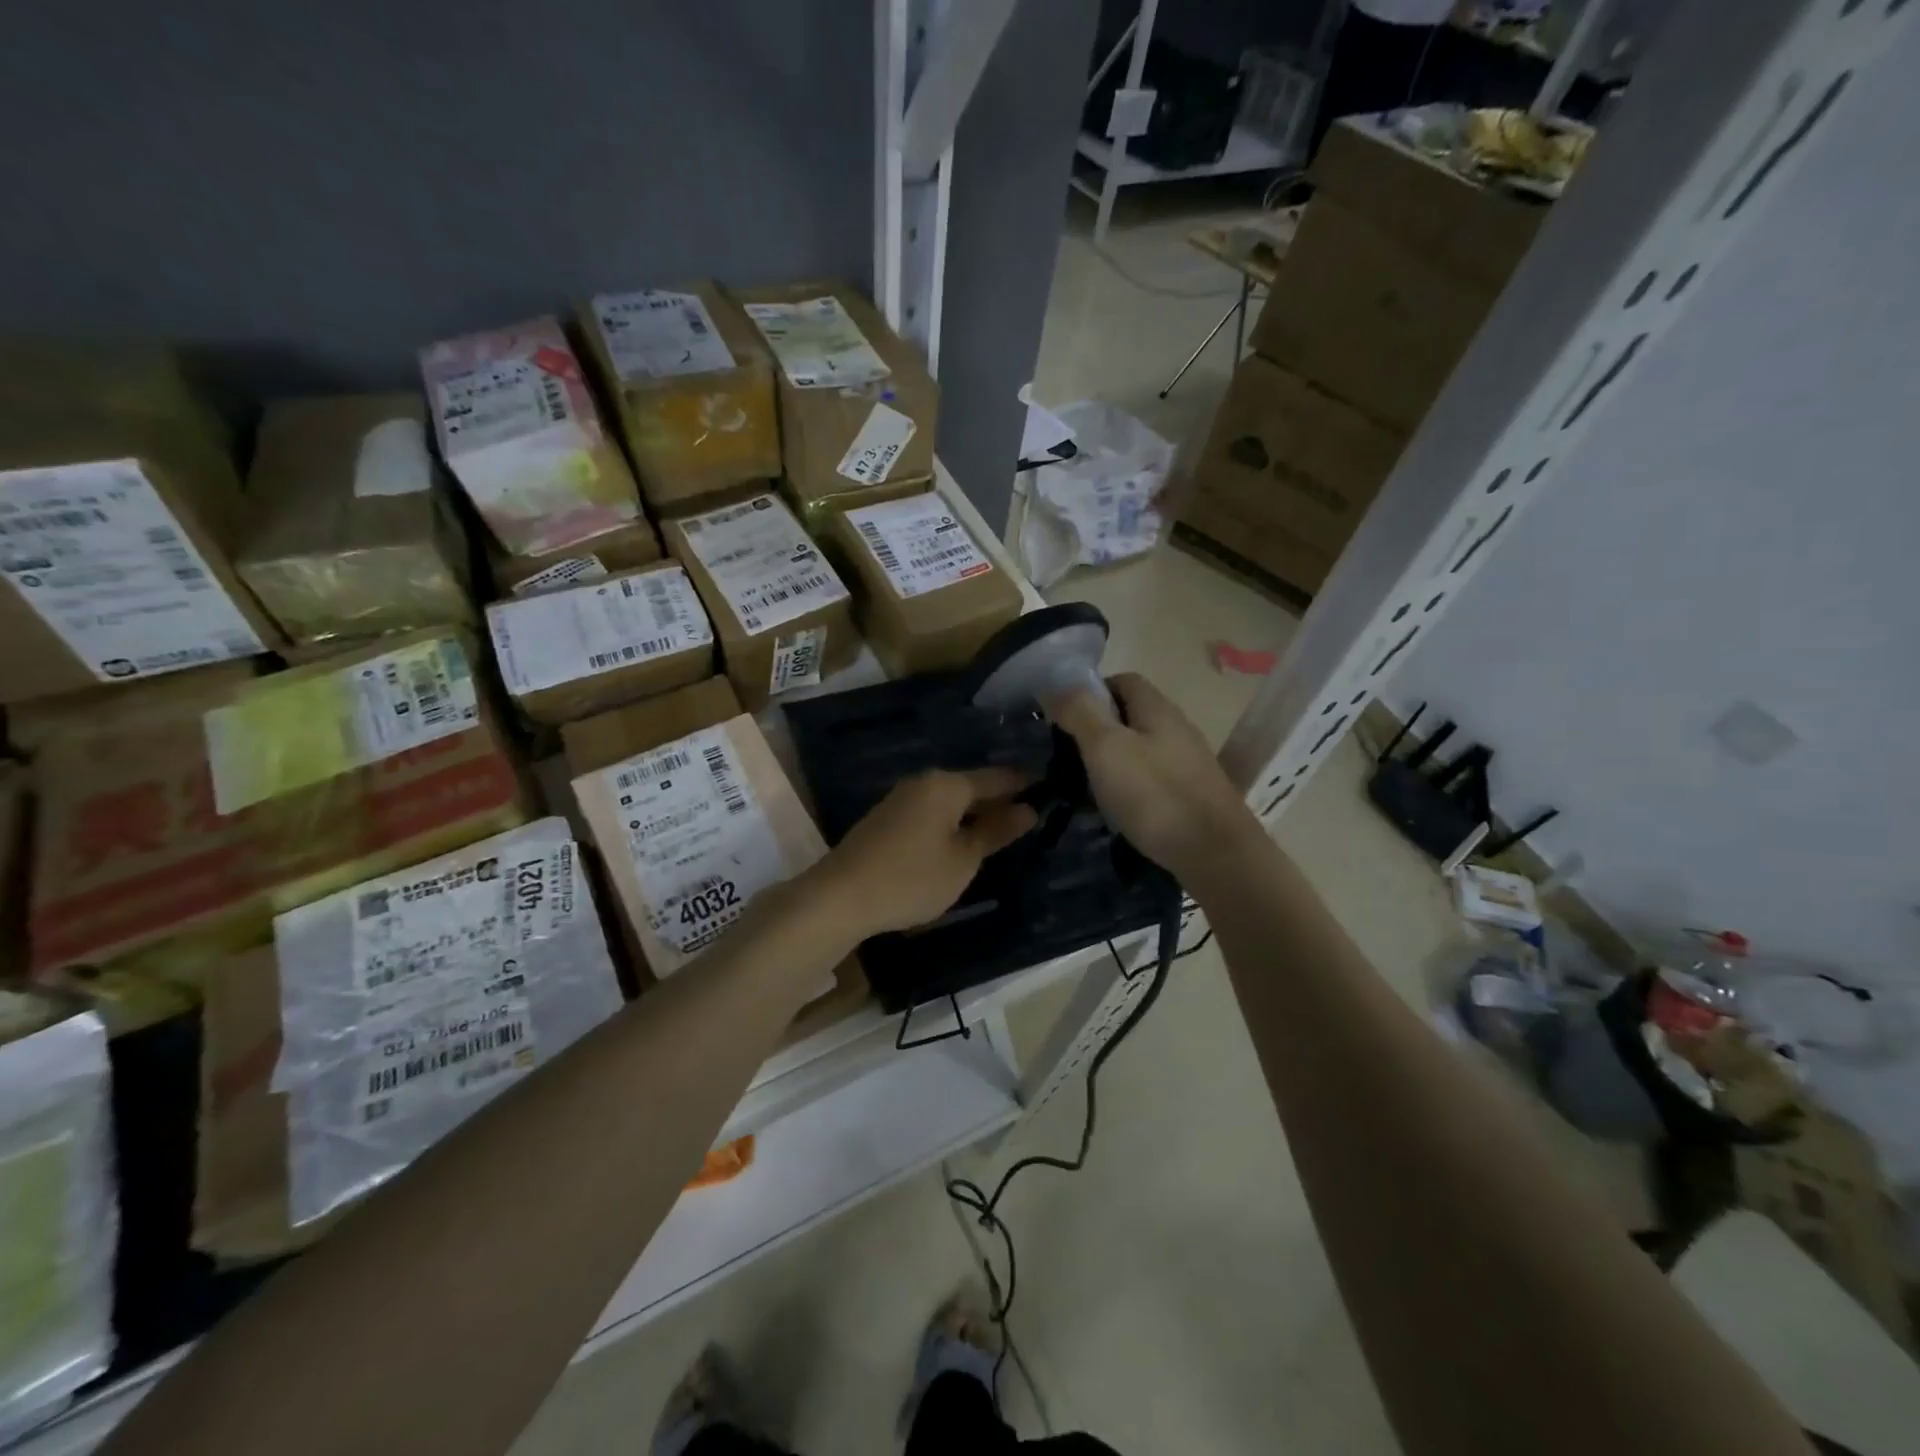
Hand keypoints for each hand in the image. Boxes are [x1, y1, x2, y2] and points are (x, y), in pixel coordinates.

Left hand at [814, 768, 1037, 939]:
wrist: (840, 896)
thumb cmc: (911, 878)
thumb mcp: (963, 860)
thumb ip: (995, 832)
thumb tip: (1028, 809)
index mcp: (947, 785)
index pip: (997, 777)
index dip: (1025, 783)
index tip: (1050, 787)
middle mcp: (924, 783)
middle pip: (972, 786)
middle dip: (1000, 800)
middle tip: (1032, 815)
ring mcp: (902, 799)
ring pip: (951, 801)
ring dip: (975, 814)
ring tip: (1002, 832)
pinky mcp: (887, 819)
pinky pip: (932, 812)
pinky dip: (953, 823)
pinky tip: (962, 841)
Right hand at [1049, 672, 1257, 884]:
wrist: (1216, 854)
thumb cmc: (1155, 794)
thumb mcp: (1106, 748)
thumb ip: (1080, 713)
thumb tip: (1054, 684)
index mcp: (1157, 708)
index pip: (1121, 680)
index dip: (1089, 692)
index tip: (1063, 718)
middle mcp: (1176, 727)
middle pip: (1130, 715)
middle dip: (1096, 730)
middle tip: (1066, 756)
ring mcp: (1187, 762)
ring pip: (1139, 749)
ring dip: (1111, 762)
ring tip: (1085, 787)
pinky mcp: (1191, 794)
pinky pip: (1151, 778)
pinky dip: (1129, 787)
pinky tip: (1117, 810)